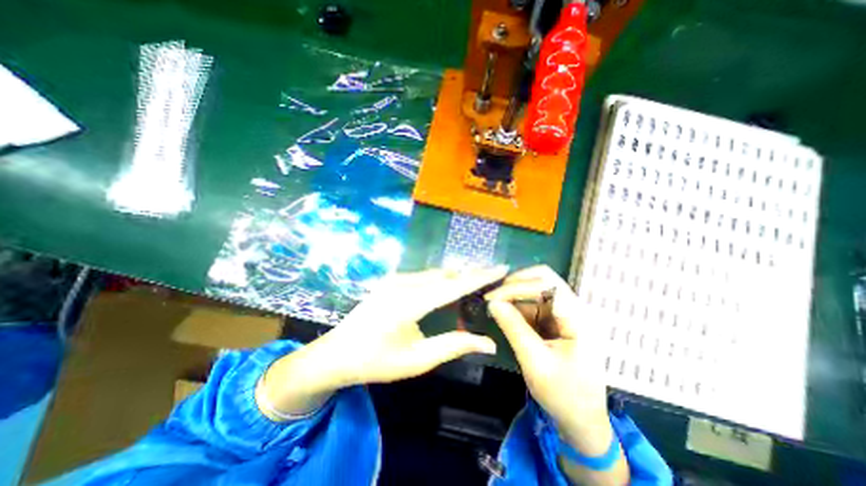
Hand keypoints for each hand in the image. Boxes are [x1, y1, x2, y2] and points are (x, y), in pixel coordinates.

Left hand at [320, 266, 509, 386]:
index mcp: (409, 303)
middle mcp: (402, 283)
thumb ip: (453, 346)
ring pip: (435, 273)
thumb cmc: (376, 361)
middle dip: (471, 273)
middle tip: (494, 273)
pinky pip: (423, 275)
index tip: (502, 267)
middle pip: (446, 275)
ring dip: (457, 275)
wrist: (336, 354)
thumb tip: (488, 343)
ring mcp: (394, 279)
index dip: (480, 277)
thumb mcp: (417, 359)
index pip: (453, 286)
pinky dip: (441, 278)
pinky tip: (451, 282)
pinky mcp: (391, 280)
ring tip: (478, 277)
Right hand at [485, 265, 610, 446]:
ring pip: (538, 289)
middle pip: (544, 279)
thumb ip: (514, 328)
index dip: (516, 287)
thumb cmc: (563, 394)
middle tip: (492, 296)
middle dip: (515, 284)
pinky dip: (518, 305)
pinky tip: (505, 313)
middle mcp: (575, 308)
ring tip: (494, 304)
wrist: (582, 419)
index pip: (545, 285)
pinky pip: (535, 303)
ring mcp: (567, 312)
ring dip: (515, 294)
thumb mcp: (535, 362)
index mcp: (578, 317)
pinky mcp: (558, 319)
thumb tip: (492, 303)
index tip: (491, 298)